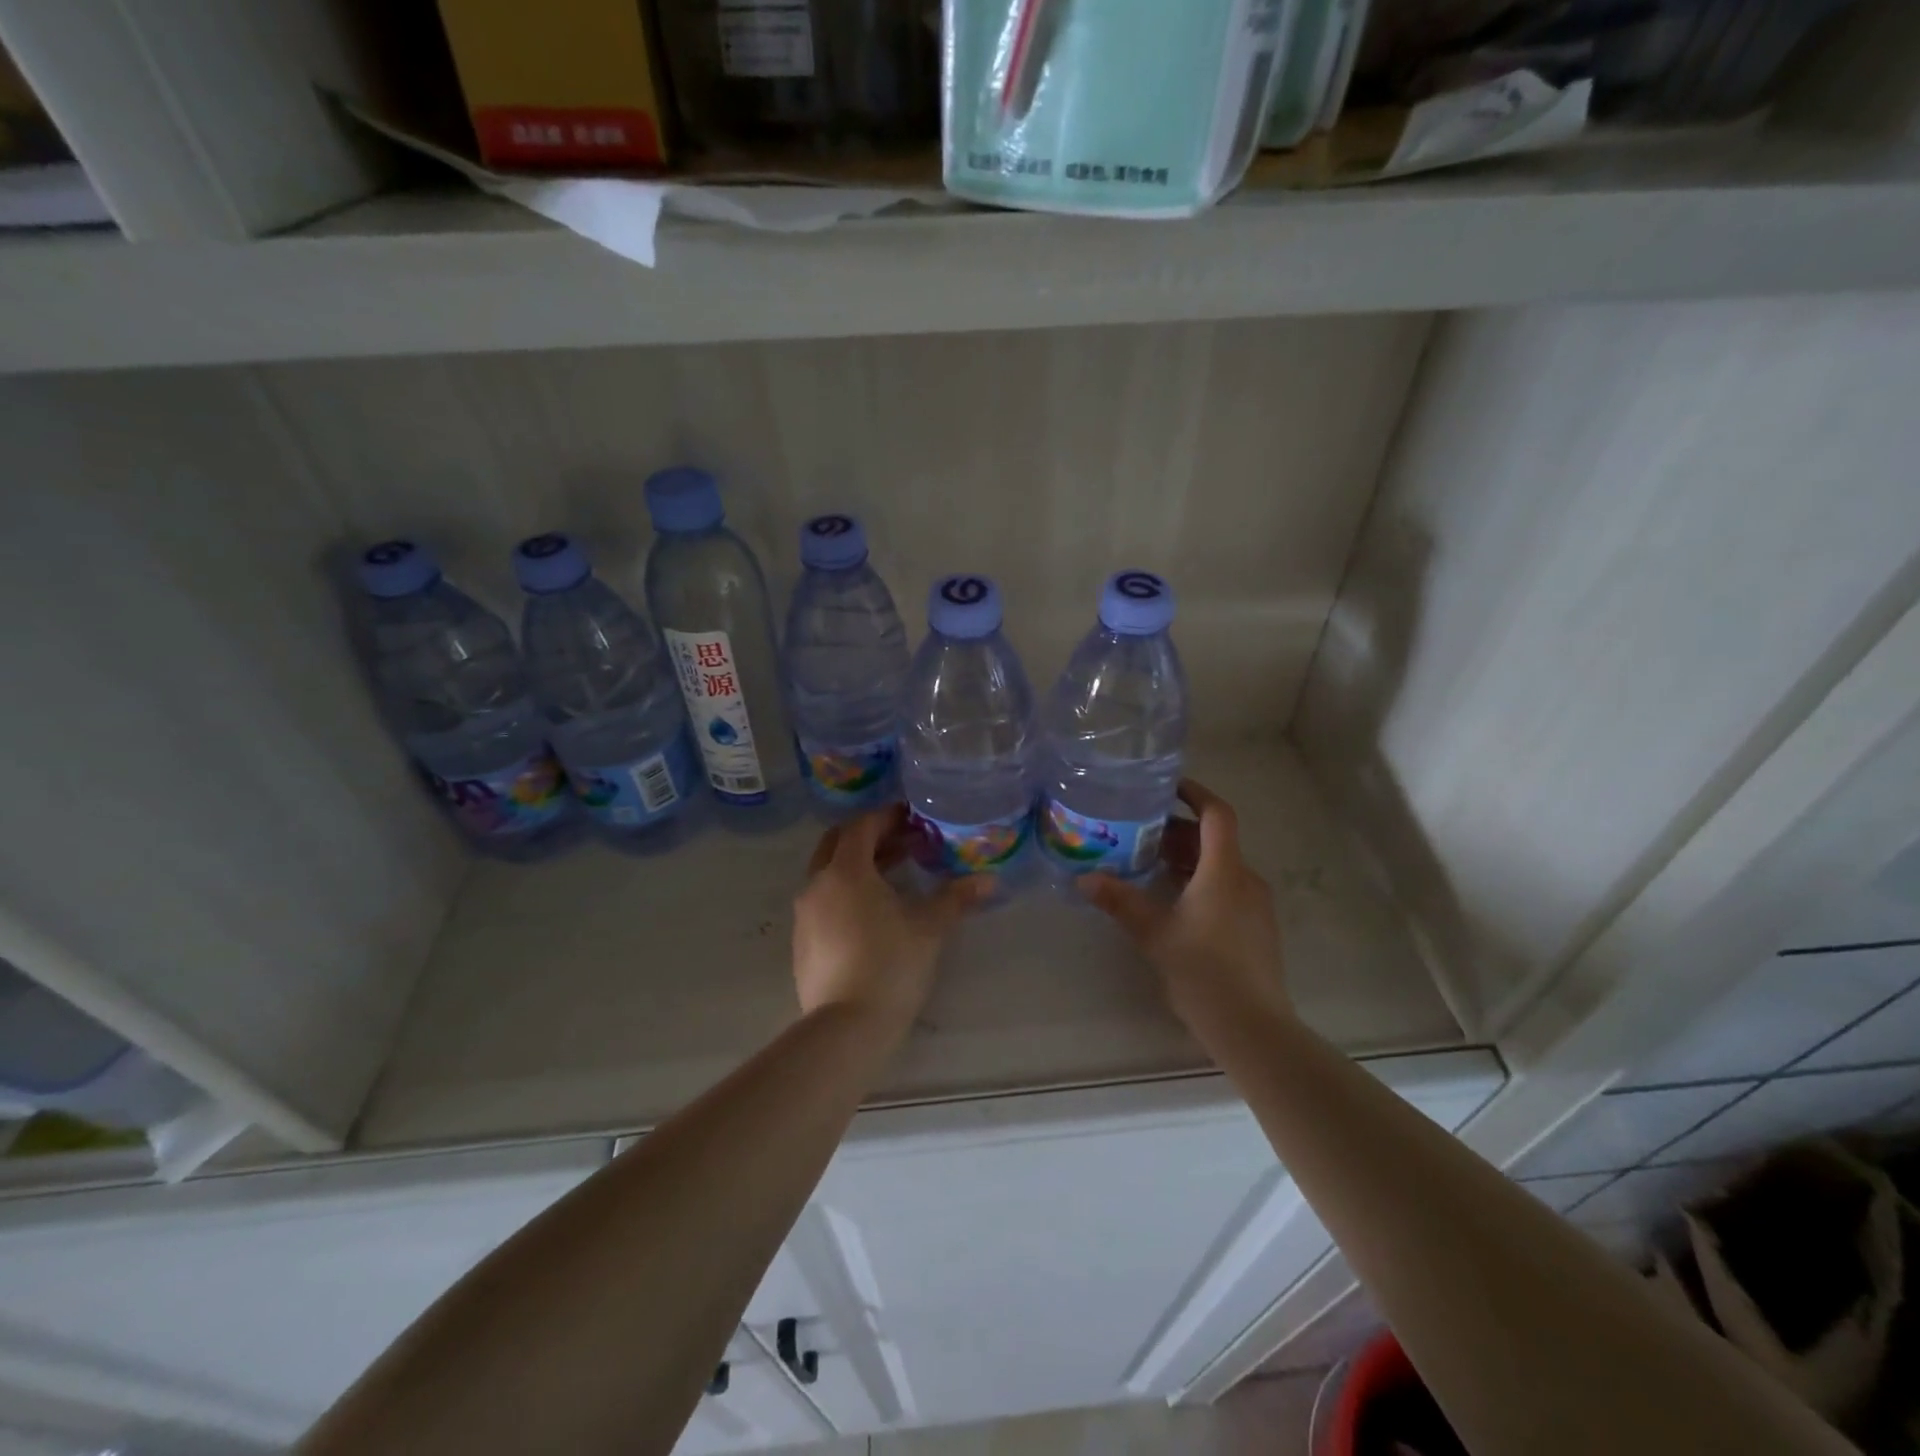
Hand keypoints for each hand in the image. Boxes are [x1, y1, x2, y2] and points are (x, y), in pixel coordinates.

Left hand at [792, 804, 990, 1034]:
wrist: (846, 1027)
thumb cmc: (891, 964)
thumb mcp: (929, 927)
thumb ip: (956, 897)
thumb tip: (988, 880)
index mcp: (845, 871)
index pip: (861, 827)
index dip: (886, 817)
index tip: (911, 818)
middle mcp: (817, 885)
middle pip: (837, 844)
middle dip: (868, 837)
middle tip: (902, 842)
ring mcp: (804, 915)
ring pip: (828, 874)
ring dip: (857, 866)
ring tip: (893, 876)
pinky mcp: (802, 942)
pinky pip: (822, 901)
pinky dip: (845, 892)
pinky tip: (871, 914)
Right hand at [1079, 779, 1290, 1031]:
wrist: (1253, 1027)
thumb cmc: (1203, 971)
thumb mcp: (1154, 934)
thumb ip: (1120, 901)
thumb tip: (1084, 878)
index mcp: (1224, 871)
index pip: (1217, 814)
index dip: (1194, 794)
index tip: (1167, 787)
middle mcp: (1245, 880)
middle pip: (1215, 840)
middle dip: (1179, 831)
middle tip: (1141, 831)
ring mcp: (1255, 905)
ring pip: (1220, 866)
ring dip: (1188, 858)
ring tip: (1150, 863)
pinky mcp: (1256, 928)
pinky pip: (1227, 888)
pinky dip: (1200, 881)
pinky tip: (1173, 900)